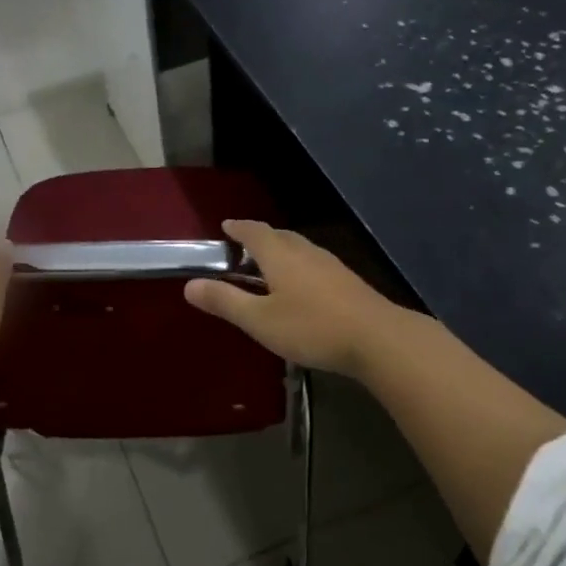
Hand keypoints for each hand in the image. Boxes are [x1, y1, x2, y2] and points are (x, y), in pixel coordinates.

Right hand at [183, 219, 402, 375]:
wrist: (376, 338)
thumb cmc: (311, 327)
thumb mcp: (260, 320)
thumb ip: (225, 302)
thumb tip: (189, 285)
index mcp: (280, 255)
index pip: (254, 232)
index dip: (238, 228)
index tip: (226, 226)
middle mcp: (306, 252)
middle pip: (279, 236)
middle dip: (259, 238)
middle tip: (243, 247)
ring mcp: (331, 265)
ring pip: (300, 249)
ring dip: (281, 252)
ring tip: (268, 266)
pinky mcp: (347, 281)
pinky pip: (314, 264)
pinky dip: (298, 267)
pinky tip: (301, 287)